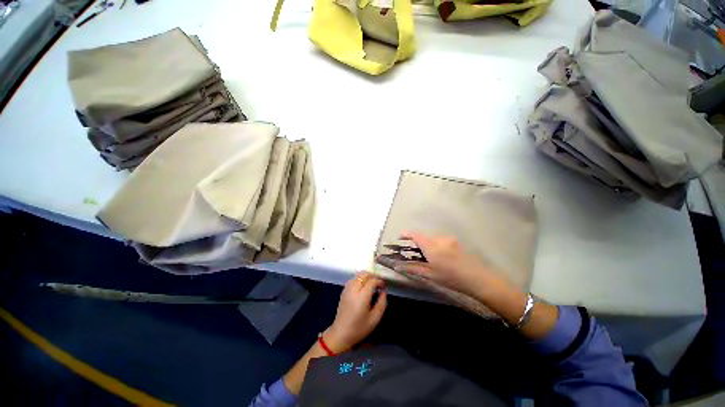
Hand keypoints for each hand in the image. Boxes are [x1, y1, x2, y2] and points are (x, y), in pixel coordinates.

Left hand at [324, 272, 386, 351]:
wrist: (340, 334)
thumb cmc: (359, 328)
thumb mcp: (375, 319)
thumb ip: (381, 303)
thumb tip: (383, 292)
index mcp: (362, 297)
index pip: (372, 281)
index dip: (379, 281)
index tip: (383, 286)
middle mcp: (353, 290)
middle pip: (364, 274)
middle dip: (372, 276)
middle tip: (378, 284)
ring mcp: (347, 289)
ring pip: (357, 275)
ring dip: (365, 276)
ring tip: (371, 285)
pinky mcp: (343, 291)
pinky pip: (352, 279)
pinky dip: (359, 279)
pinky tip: (362, 287)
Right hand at [386, 232, 503, 298]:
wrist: (478, 279)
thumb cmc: (452, 278)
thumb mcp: (430, 275)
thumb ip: (413, 268)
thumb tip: (398, 266)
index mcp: (432, 247)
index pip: (415, 235)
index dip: (405, 235)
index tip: (399, 239)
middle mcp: (439, 239)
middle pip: (423, 236)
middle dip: (416, 243)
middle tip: (413, 253)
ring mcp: (449, 239)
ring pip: (431, 238)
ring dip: (426, 244)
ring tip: (428, 257)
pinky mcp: (455, 241)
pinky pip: (440, 240)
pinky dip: (435, 245)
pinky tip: (440, 257)